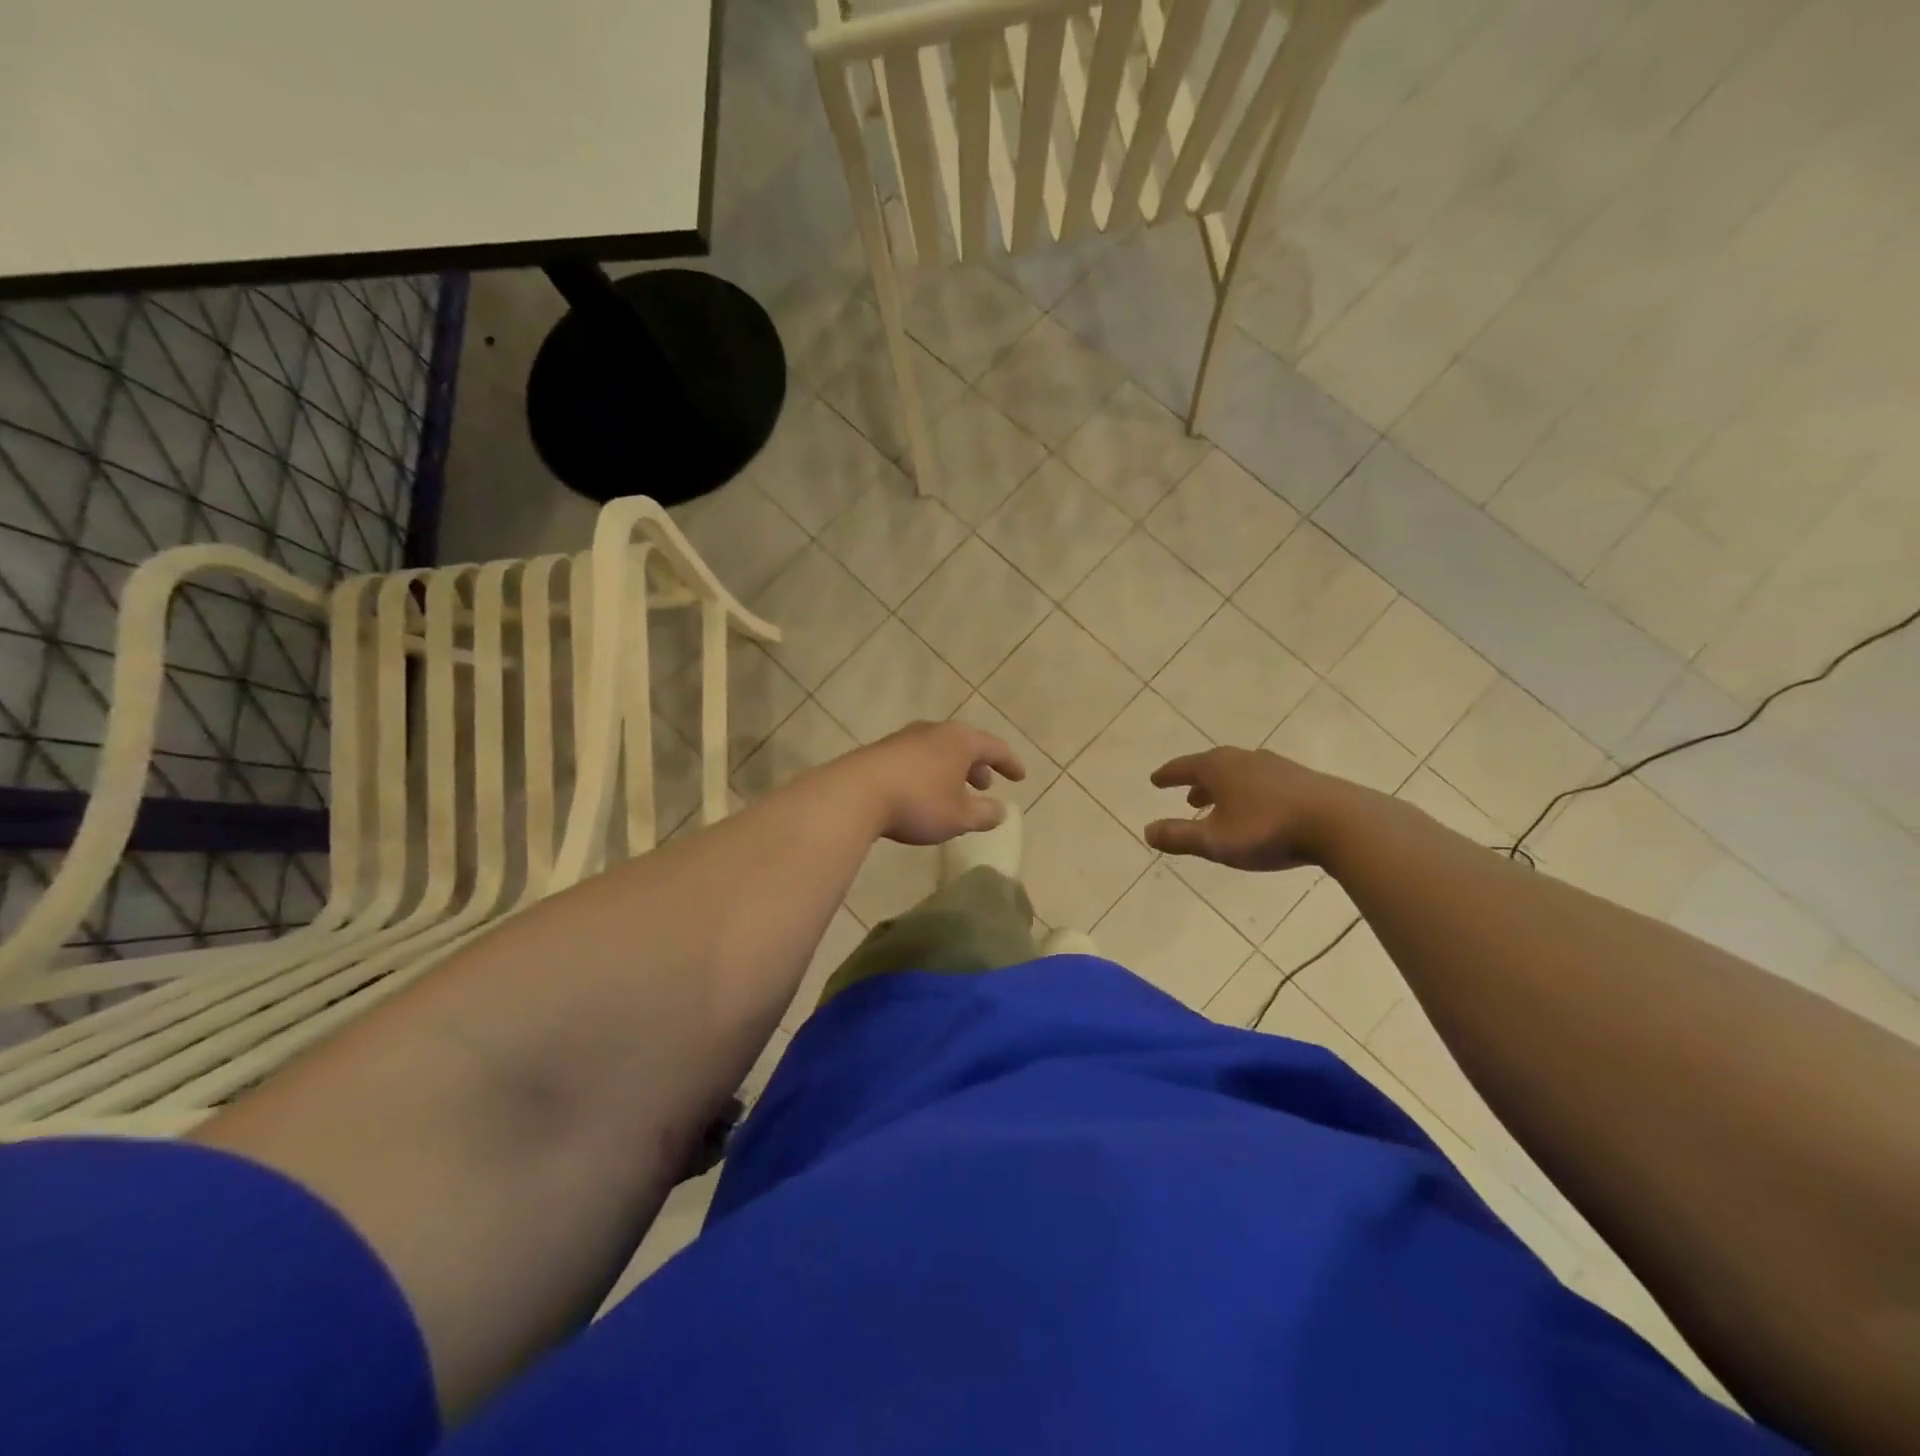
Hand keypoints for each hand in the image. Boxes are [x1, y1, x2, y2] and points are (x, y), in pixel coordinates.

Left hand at [834, 721, 1025, 845]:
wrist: (855, 794)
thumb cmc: (918, 802)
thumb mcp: (959, 816)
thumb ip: (985, 814)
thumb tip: (1001, 811)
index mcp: (960, 740)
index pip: (995, 747)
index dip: (1010, 763)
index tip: (1020, 777)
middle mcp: (934, 731)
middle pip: (965, 744)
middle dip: (978, 765)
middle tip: (985, 785)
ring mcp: (905, 738)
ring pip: (939, 750)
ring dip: (952, 770)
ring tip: (954, 791)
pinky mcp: (881, 751)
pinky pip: (917, 759)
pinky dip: (930, 772)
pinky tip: (923, 793)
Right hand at [1144, 747, 1356, 870]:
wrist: (1340, 823)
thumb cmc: (1268, 830)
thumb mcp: (1215, 840)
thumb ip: (1179, 837)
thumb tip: (1147, 831)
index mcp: (1219, 768)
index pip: (1184, 767)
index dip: (1168, 775)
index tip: (1155, 780)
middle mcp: (1245, 759)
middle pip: (1213, 767)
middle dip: (1197, 782)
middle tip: (1187, 796)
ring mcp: (1276, 767)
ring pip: (1240, 774)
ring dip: (1225, 788)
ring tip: (1220, 805)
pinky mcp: (1302, 780)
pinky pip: (1264, 782)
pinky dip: (1250, 792)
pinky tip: (1258, 810)